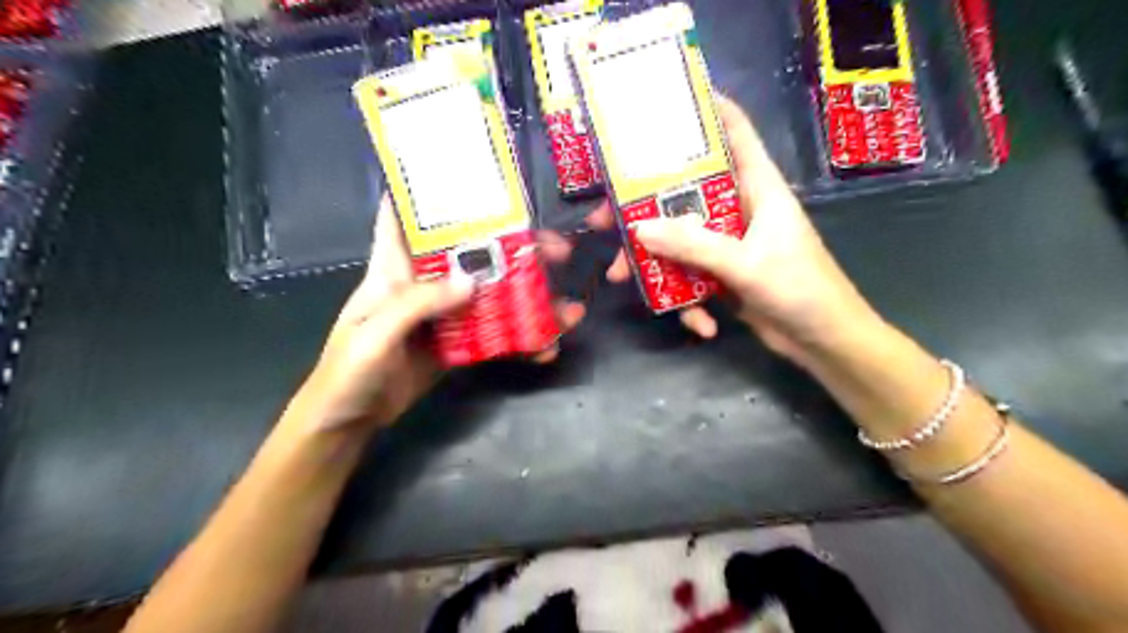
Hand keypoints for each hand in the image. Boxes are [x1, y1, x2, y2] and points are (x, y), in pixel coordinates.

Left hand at [289, 199, 585, 429]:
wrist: (350, 422)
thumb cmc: (348, 372)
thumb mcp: (374, 334)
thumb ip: (417, 305)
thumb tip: (473, 282)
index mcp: (394, 267)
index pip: (405, 214)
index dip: (430, 190)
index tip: (473, 175)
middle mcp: (424, 282)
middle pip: (472, 253)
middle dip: (515, 246)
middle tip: (557, 251)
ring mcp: (445, 314)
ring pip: (492, 294)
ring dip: (530, 298)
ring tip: (568, 309)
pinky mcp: (458, 342)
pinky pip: (494, 333)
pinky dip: (521, 339)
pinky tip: (546, 347)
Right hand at [591, 96, 879, 364]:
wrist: (824, 341)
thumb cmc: (801, 289)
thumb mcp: (746, 264)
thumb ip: (694, 246)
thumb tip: (640, 227)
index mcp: (757, 188)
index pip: (735, 132)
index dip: (707, 110)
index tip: (664, 103)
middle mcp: (739, 209)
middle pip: (684, 193)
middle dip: (643, 208)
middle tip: (603, 220)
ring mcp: (729, 243)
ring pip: (678, 239)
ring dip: (653, 262)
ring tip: (623, 279)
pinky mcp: (723, 274)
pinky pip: (690, 276)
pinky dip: (688, 301)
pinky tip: (701, 325)